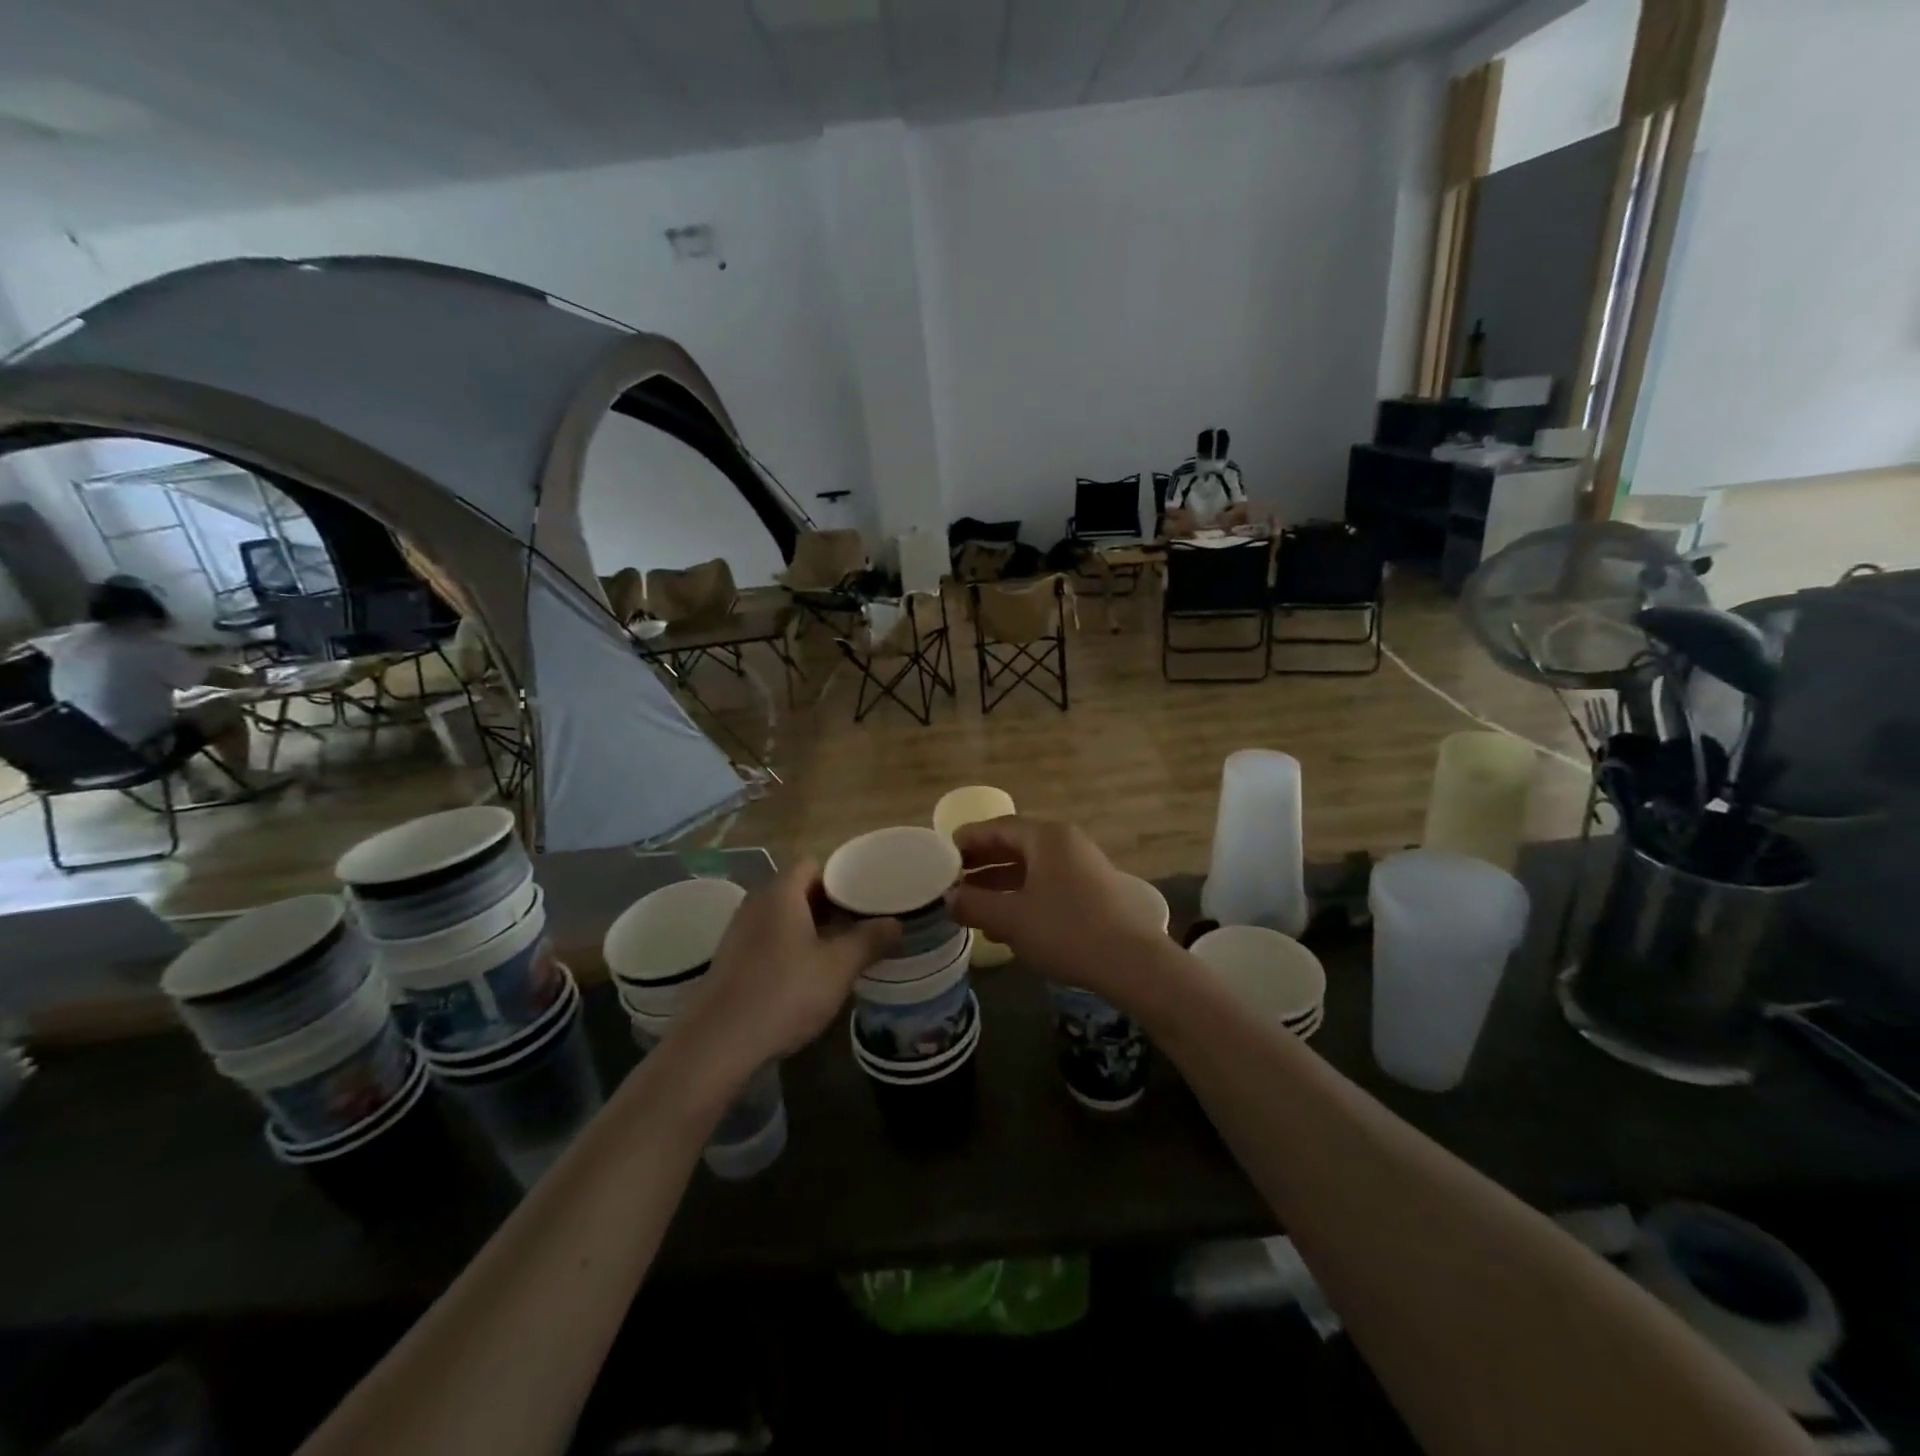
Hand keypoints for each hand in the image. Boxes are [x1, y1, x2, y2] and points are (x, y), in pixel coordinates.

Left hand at [673, 863, 899, 1083]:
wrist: (717, 1043)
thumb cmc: (784, 993)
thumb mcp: (838, 967)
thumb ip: (869, 940)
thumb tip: (895, 923)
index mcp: (780, 893)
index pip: (812, 865)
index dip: (840, 878)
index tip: (865, 899)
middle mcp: (755, 904)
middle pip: (798, 891)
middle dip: (830, 906)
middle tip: (860, 926)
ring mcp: (738, 934)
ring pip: (782, 919)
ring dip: (810, 930)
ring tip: (839, 953)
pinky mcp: (730, 962)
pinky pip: (767, 941)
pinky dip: (789, 950)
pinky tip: (806, 978)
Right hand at [948, 818, 1170, 1008]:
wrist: (1132, 963)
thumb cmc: (1066, 930)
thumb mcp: (1011, 919)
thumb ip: (975, 904)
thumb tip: (948, 897)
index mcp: (1047, 838)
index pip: (1000, 827)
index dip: (970, 838)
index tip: (945, 851)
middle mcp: (1067, 844)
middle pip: (1017, 845)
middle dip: (984, 862)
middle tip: (954, 877)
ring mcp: (1084, 868)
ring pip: (1033, 868)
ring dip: (1001, 883)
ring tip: (972, 902)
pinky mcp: (1094, 892)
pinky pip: (1049, 885)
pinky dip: (1023, 896)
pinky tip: (1006, 923)